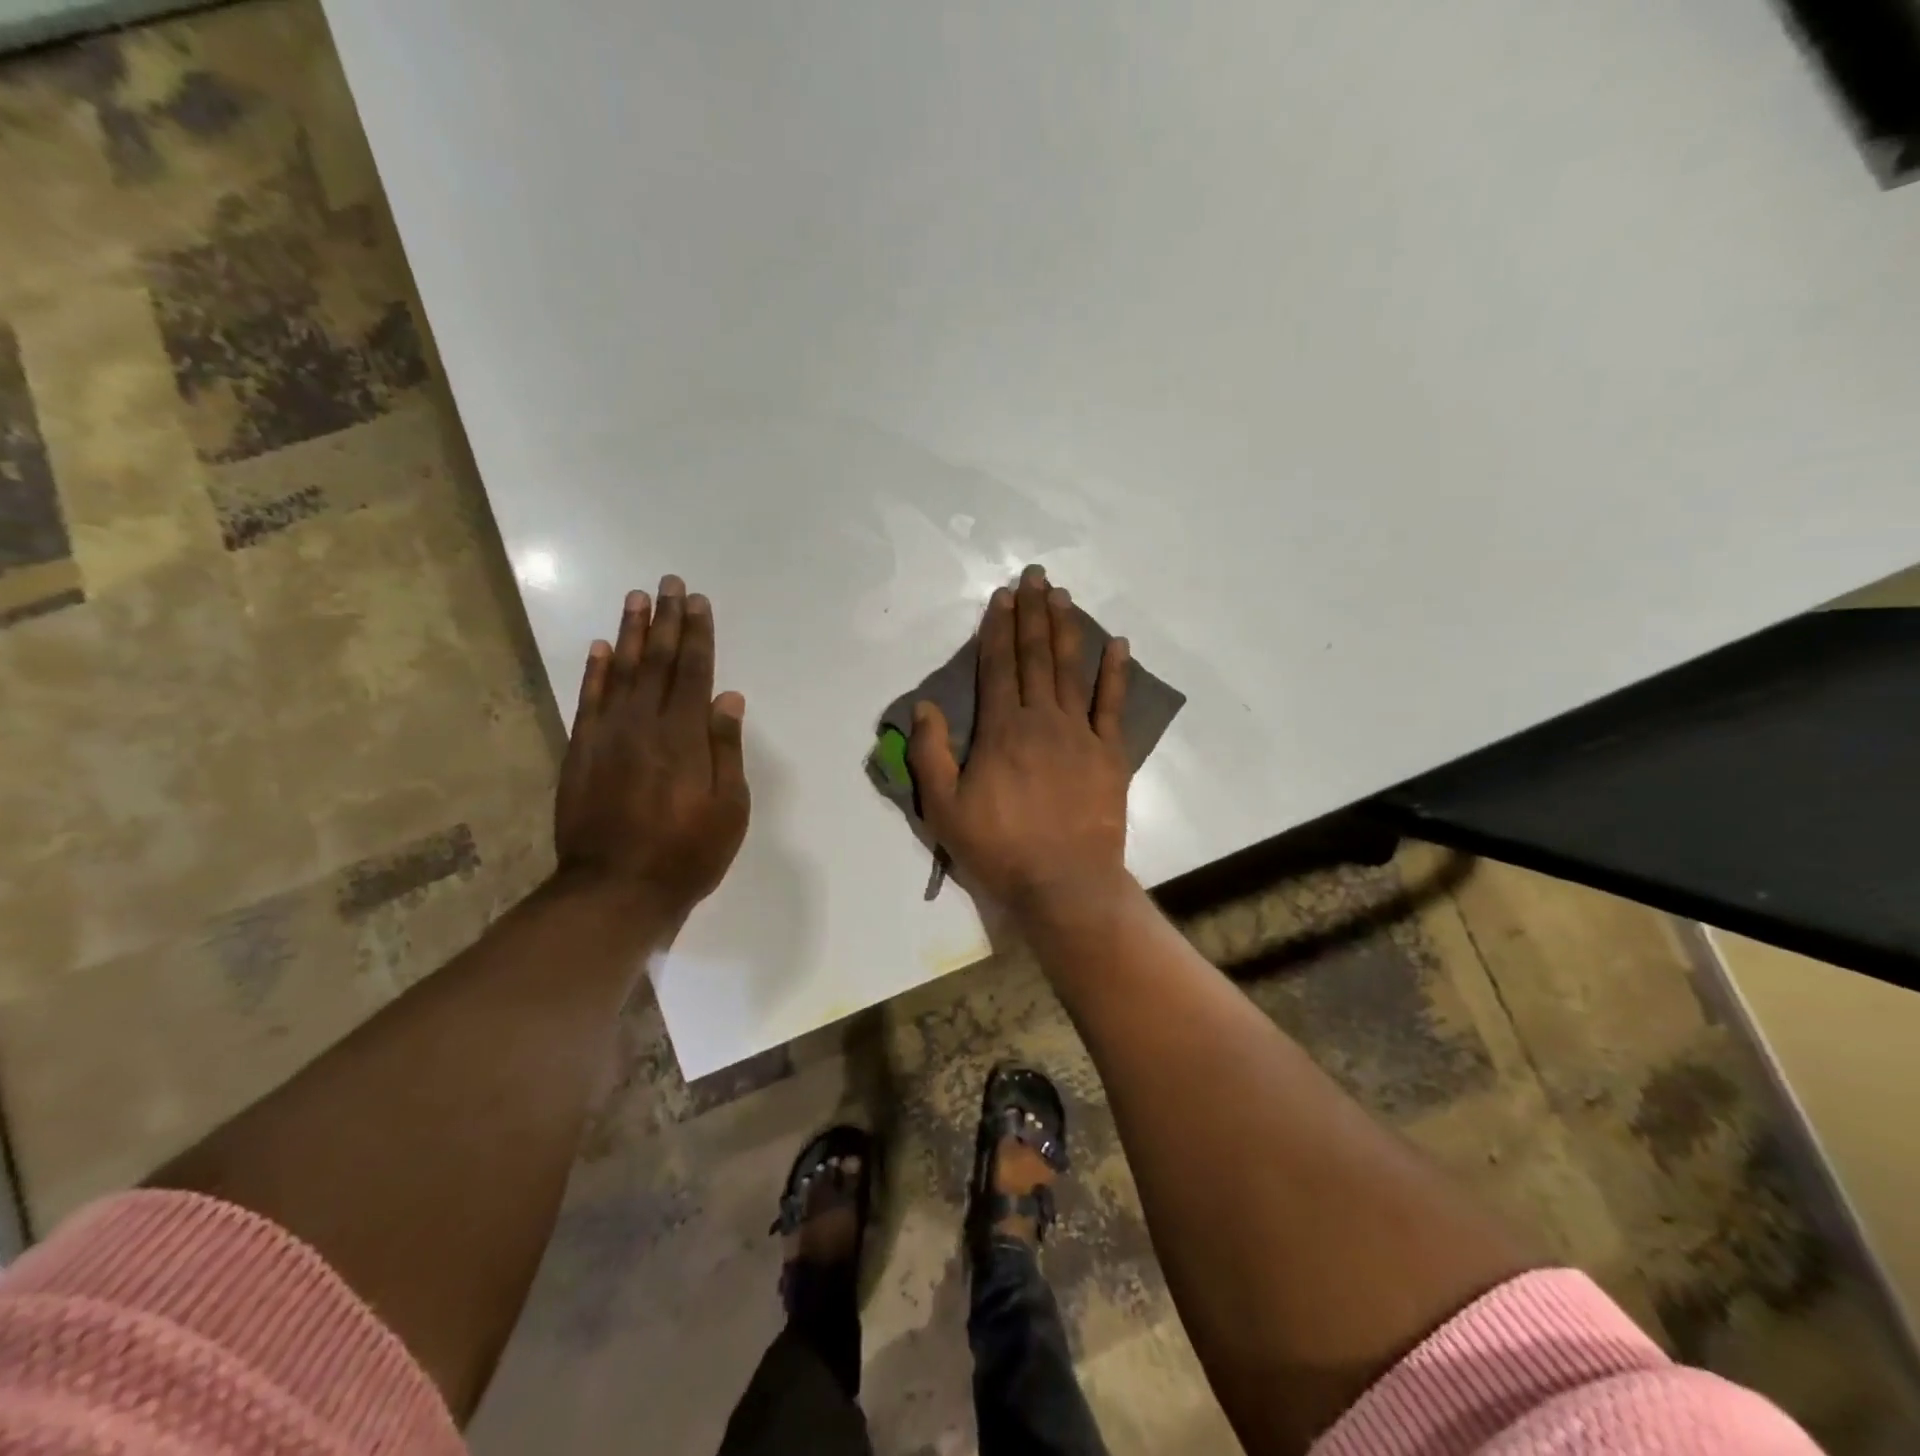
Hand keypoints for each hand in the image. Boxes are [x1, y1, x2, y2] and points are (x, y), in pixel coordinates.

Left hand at [554, 577, 750, 921]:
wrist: (614, 889)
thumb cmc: (686, 853)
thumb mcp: (729, 809)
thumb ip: (726, 750)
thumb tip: (728, 698)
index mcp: (685, 737)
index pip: (695, 672)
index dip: (698, 635)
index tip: (697, 601)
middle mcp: (645, 725)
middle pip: (659, 662)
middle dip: (666, 620)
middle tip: (668, 583)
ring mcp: (608, 736)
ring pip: (622, 672)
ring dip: (631, 633)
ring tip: (636, 598)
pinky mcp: (581, 752)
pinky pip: (588, 700)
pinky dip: (595, 671)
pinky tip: (600, 648)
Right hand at [909, 565, 1131, 916]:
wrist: (1064, 883)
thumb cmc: (999, 848)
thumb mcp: (944, 809)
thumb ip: (930, 754)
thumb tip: (924, 706)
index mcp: (1002, 730)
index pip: (998, 667)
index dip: (998, 629)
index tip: (1002, 596)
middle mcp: (1042, 720)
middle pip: (1035, 657)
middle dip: (1032, 614)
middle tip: (1034, 576)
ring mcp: (1081, 734)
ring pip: (1071, 670)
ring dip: (1065, 629)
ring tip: (1062, 595)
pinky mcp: (1110, 753)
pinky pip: (1113, 705)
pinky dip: (1115, 672)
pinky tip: (1118, 643)